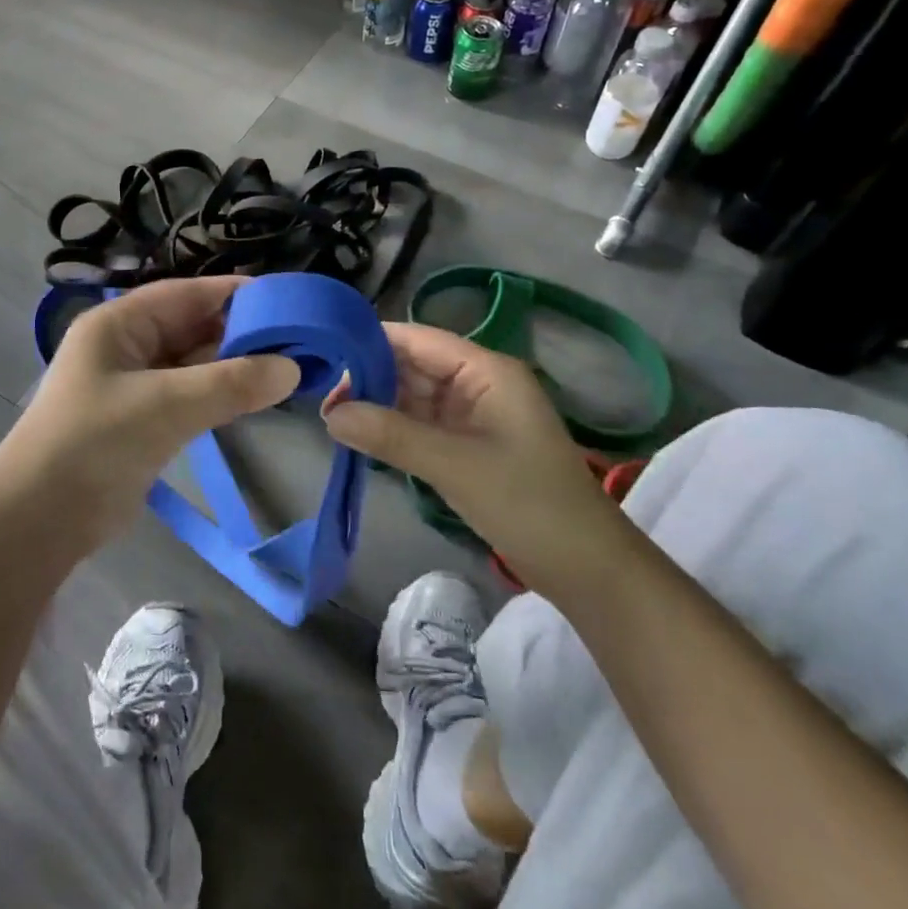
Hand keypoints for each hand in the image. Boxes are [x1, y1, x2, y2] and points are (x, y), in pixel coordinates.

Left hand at [0, 276, 299, 552]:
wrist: (39, 520)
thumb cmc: (96, 443)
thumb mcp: (166, 405)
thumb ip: (230, 384)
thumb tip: (292, 369)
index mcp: (117, 324)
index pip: (184, 294)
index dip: (231, 293)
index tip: (282, 299)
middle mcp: (124, 347)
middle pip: (190, 327)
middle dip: (238, 332)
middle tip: (295, 338)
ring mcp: (132, 386)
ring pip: (192, 364)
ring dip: (232, 366)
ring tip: (285, 366)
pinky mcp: (141, 422)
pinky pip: (188, 395)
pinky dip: (218, 394)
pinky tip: (252, 398)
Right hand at [322, 323, 622, 595]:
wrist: (587, 569)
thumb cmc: (528, 503)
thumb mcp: (454, 465)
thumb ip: (391, 435)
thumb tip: (330, 414)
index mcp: (486, 371)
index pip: (418, 339)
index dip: (372, 342)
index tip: (324, 355)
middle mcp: (478, 384)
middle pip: (412, 366)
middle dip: (369, 378)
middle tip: (320, 398)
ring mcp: (473, 417)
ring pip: (413, 398)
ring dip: (378, 406)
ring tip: (331, 418)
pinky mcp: (467, 448)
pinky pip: (421, 427)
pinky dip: (393, 431)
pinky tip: (360, 438)